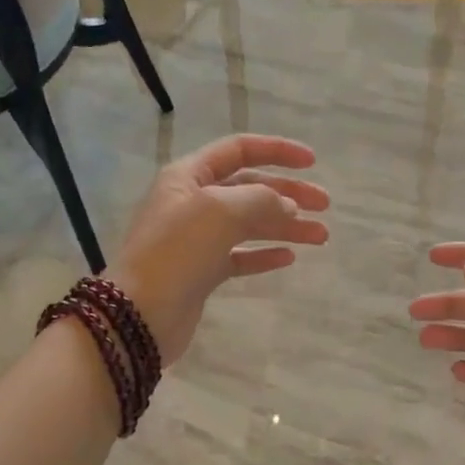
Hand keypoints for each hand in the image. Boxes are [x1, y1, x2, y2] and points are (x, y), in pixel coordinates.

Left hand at [109, 134, 329, 364]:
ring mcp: (196, 239)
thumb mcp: (220, 210)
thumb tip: (287, 205)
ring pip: (250, 224)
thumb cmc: (177, 251)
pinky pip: (240, 256)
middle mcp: (192, 202)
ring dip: (286, 226)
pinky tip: (289, 257)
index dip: (277, 151)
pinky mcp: (201, 273)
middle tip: (325, 205)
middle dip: (289, 193)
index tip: (312, 162)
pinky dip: (265, 254)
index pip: (239, 150)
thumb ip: (261, 200)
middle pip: (249, 188)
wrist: (138, 314)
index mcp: (189, 176)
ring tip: (321, 236)